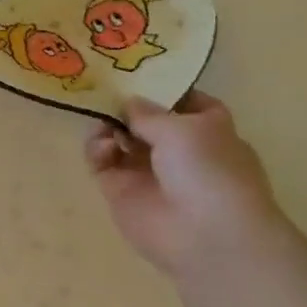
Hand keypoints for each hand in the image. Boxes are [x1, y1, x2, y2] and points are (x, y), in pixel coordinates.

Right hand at [85, 92, 290, 277]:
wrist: (206, 235)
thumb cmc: (209, 171)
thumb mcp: (183, 128)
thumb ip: (148, 111)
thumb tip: (127, 102)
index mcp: (207, 130)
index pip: (184, 101)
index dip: (163, 87)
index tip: (135, 71)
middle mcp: (177, 149)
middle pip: (143, 118)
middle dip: (124, 105)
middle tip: (101, 90)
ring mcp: (146, 170)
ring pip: (118, 138)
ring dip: (107, 126)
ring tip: (103, 125)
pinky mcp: (120, 189)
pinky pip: (101, 161)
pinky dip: (97, 150)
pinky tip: (103, 148)